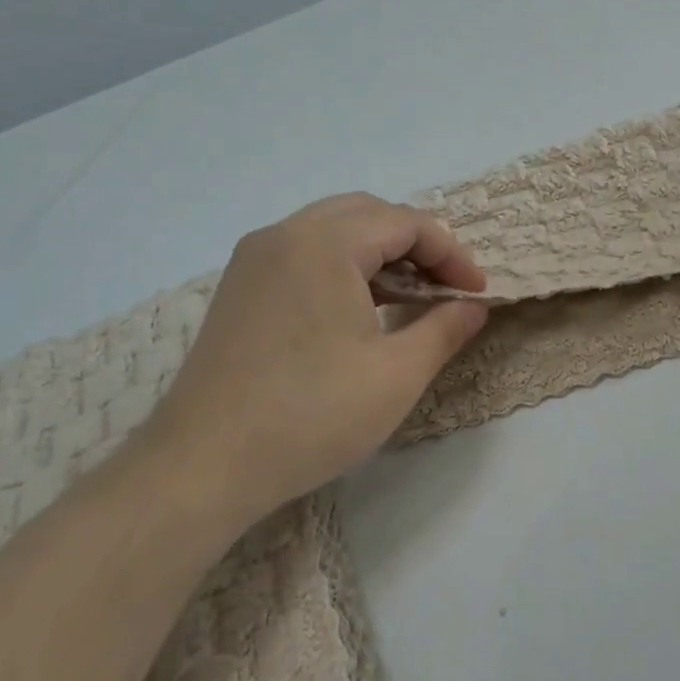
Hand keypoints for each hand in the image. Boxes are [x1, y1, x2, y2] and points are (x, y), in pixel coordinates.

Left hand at [142, 194, 487, 523]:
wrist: (203, 466)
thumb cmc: (311, 415)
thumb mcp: (398, 375)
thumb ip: (445, 329)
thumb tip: (474, 305)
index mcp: (325, 243)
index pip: (407, 223)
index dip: (452, 254)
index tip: (477, 292)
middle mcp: (285, 234)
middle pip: (369, 214)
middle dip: (417, 244)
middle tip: (446, 287)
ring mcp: (255, 258)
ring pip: (334, 230)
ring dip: (380, 252)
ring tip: (411, 296)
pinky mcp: (240, 286)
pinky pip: (305, 252)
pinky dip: (344, 265)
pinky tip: (361, 307)